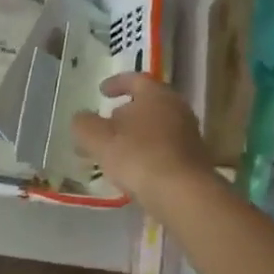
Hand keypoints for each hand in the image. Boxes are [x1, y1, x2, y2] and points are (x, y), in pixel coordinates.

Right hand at [71, 73, 210, 209]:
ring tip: (112, 152)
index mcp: (156, 95)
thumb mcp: (98, 139)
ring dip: (132, 137)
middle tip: (102, 126)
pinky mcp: (191, 161)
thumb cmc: (138, 156)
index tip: (101, 92)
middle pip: (146, 105)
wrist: (183, 194)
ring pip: (154, 129)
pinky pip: (162, 150)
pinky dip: (145, 154)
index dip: (115, 83)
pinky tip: (131, 170)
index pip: (135, 79)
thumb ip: (84, 125)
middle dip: (122, 114)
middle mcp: (177, 109)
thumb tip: (81, 118)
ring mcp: (188, 136)